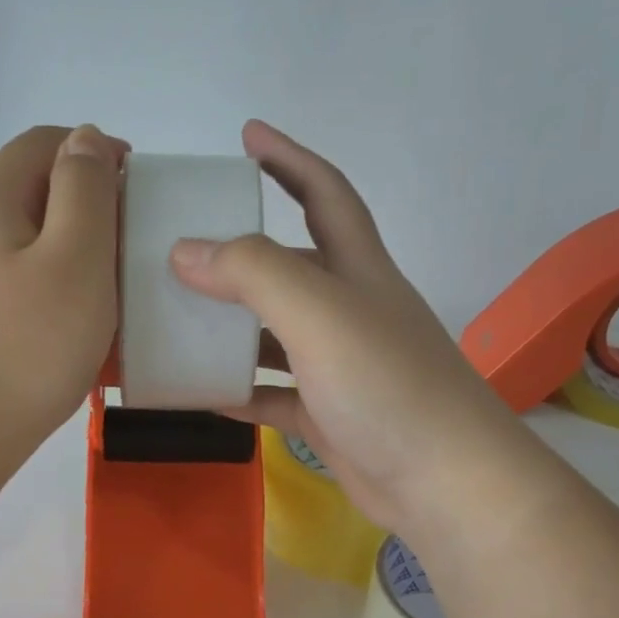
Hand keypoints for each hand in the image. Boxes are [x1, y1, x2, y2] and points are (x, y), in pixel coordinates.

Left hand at [0, 125, 125, 485]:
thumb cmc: (22, 349)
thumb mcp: (75, 260)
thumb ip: (86, 191)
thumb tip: (86, 138)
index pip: (42, 143)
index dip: (94, 150)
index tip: (138, 189)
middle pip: (29, 197)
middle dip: (85, 212)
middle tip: (130, 253)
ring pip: (21, 252)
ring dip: (68, 263)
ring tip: (109, 304)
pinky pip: (9, 298)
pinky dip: (46, 303)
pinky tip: (67, 344)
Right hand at [170, 121, 521, 538]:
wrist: (443, 483)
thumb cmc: (387, 385)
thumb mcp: (319, 313)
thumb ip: (253, 274)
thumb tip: (184, 252)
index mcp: (358, 269)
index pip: (324, 193)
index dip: (288, 158)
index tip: (246, 135)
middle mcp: (351, 310)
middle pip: (290, 264)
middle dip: (241, 249)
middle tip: (181, 245)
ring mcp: (340, 367)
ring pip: (274, 334)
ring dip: (231, 325)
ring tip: (175, 318)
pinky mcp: (328, 416)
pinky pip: (272, 394)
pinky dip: (238, 389)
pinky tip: (198, 390)